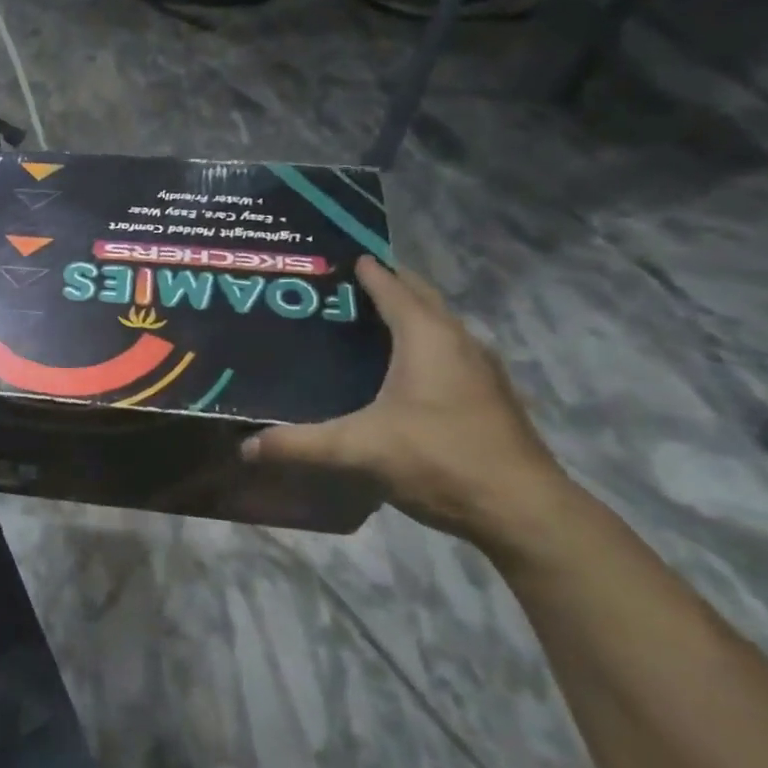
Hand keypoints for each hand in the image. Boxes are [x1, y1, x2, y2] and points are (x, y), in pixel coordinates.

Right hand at [243, 257, 567, 545]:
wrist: (521, 509)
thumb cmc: (438, 459)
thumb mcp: (358, 450)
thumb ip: (299, 444)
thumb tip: (246, 446)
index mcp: (427, 338)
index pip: (393, 288)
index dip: (366, 271)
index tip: (338, 258)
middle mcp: (458, 342)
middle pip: (422, 298)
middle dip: (388, 284)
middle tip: (344, 285)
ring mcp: (480, 370)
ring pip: (439, 325)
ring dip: (409, 314)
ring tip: (366, 321)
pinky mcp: (488, 396)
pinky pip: (448, 351)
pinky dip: (422, 344)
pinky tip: (400, 370)